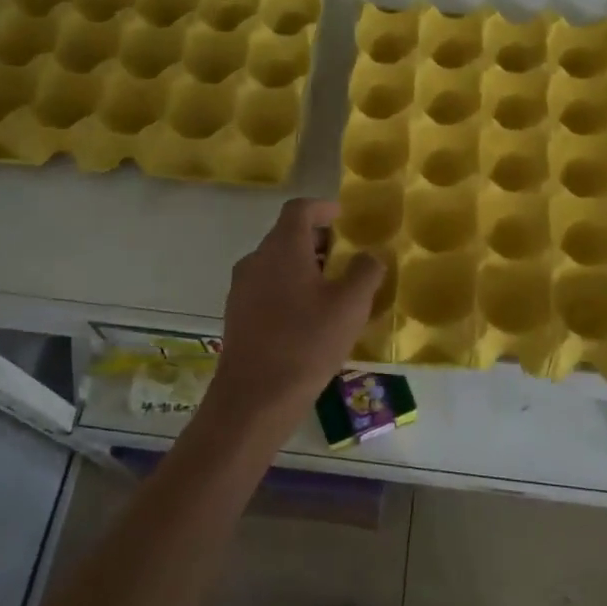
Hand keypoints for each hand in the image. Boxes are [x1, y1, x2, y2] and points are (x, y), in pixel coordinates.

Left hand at [202, 199, 383, 435]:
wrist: (255, 398)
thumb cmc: (307, 342)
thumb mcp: (350, 306)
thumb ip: (365, 272)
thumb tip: (369, 255)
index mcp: (282, 248)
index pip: (299, 209)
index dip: (323, 208)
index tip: (343, 217)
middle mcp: (256, 259)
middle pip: (287, 235)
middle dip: (318, 241)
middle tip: (345, 257)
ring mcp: (242, 288)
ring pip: (276, 263)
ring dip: (304, 266)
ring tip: (332, 289)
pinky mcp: (237, 315)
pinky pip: (266, 287)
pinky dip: (288, 288)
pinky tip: (308, 317)